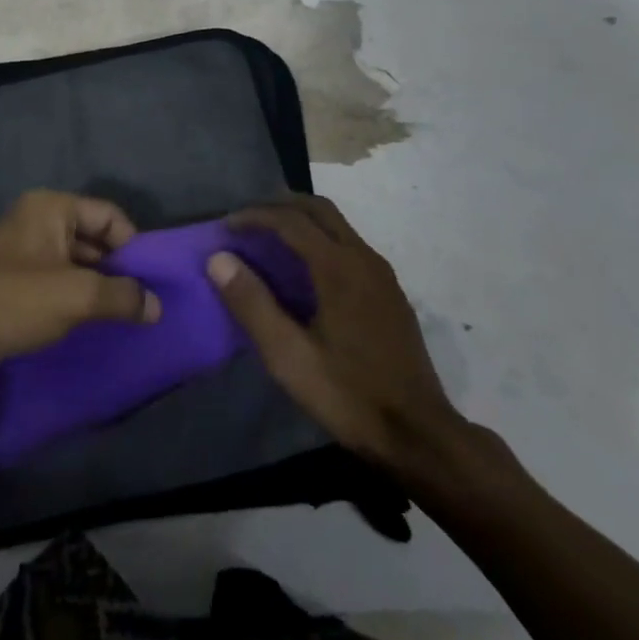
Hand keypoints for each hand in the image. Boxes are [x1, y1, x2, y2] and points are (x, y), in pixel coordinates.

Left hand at [0, 190, 161, 381]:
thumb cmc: (13, 301)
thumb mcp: (76, 296)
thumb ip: (122, 296)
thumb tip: (157, 306)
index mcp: (51, 209)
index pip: (109, 215)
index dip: (133, 245)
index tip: (151, 280)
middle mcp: (37, 222)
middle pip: (94, 238)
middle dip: (119, 269)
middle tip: (144, 302)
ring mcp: (23, 253)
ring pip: (76, 264)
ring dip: (99, 288)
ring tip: (124, 318)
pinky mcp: (14, 283)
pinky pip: (57, 283)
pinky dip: (76, 300)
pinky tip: (92, 324)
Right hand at [207, 194, 461, 470]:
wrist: (420, 434)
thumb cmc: (348, 395)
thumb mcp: (289, 356)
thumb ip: (252, 304)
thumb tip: (218, 259)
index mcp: (338, 268)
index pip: (290, 220)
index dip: (254, 216)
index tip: (225, 227)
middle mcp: (363, 258)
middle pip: (319, 209)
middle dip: (279, 206)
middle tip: (246, 221)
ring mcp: (382, 275)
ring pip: (337, 225)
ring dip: (301, 221)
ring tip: (269, 240)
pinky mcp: (390, 293)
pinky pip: (349, 246)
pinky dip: (320, 240)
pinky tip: (305, 272)